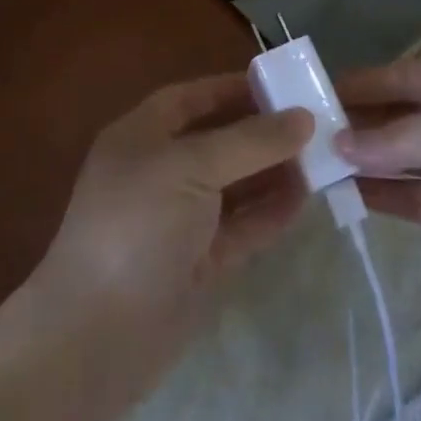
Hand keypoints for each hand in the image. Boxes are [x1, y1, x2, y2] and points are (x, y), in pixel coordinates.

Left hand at [22, 74, 313, 413]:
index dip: (232, 89)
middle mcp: (159, 172)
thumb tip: (303, 117)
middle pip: (217, 140)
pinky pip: (241, 226)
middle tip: (315, 123)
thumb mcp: (190, 168)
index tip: (281, 85)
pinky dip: (270, 212)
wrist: (99, 335)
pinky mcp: (198, 261)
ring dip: (272, 171)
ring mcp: (179, 219)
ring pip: (233, 184)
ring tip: (321, 158)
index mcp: (141, 137)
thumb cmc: (137, 226)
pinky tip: (305, 199)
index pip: (190, 99)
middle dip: (261, 131)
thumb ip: (249, 141)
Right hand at [334, 58, 420, 351]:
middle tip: (300, 132)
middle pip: (398, 114)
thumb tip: (339, 146)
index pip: (405, 75)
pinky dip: (377, 194)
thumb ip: (403, 135)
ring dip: (359, 159)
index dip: (361, 82)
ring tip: (310, 164)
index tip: (312, 92)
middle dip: (354, 122)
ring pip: (398, 156)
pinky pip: (409, 195)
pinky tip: (342, 196)